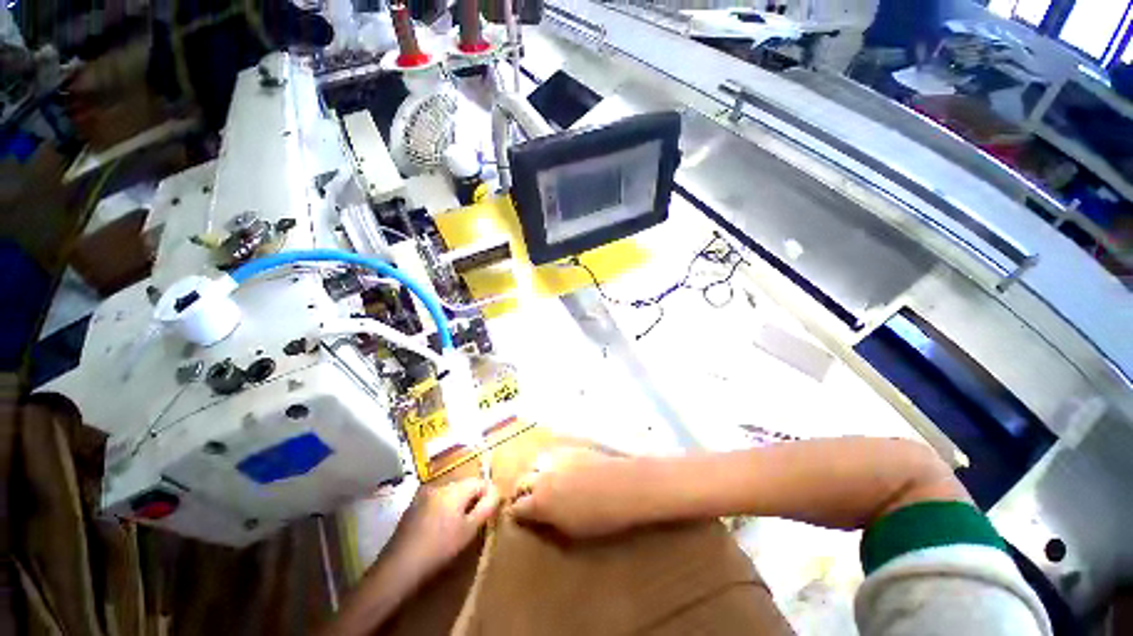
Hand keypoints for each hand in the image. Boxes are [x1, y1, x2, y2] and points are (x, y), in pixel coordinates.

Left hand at [386, 478, 500, 580]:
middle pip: (464, 486)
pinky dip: (442, 509)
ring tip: (457, 526)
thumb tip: (496, 492)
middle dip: (472, 499)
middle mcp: (440, 485)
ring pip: (450, 493)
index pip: (480, 482)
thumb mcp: (469, 530)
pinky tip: (439, 529)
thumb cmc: (439, 549)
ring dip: (457, 504)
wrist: (399, 567)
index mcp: (455, 489)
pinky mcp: (413, 505)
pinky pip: (436, 500)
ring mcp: (424, 494)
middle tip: (474, 521)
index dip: (488, 494)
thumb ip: (486, 507)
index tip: (490, 512)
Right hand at [510, 449, 651, 538]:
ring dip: (534, 472)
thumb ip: (549, 522)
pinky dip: (549, 462)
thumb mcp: (571, 530)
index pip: (517, 507)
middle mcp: (542, 476)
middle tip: (528, 499)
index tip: (519, 517)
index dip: (516, 514)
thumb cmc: (601, 517)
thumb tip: (538, 518)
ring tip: (543, 480)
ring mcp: (555, 458)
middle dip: (521, 491)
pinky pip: (551, 453)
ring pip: (534, 462)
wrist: (624, 486)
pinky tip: (559, 468)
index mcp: (540, 502)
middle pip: (521, 481)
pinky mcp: (568, 447)